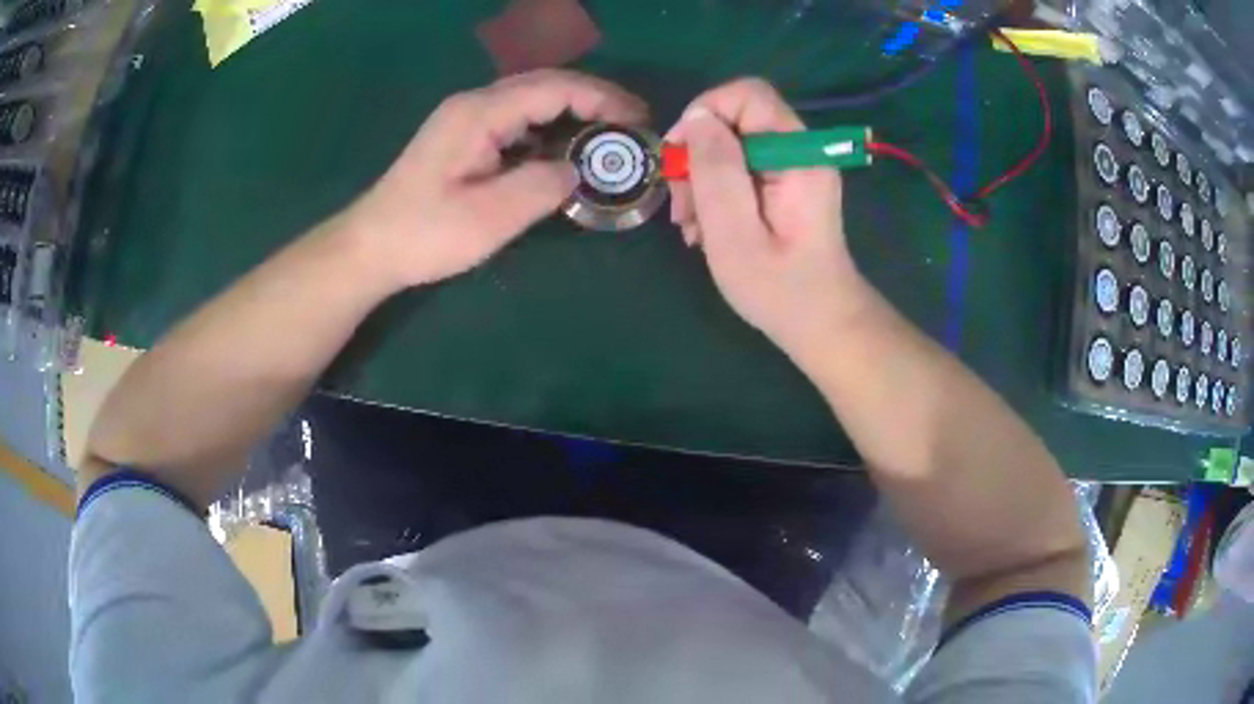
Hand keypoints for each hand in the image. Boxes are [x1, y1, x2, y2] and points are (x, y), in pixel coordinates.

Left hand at [348, 70, 647, 289]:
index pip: (555, 88)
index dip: (602, 99)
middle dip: (595, 99)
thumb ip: (542, 186)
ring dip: (574, 112)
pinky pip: (518, 120)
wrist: (370, 247)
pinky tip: (566, 151)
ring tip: (609, 137)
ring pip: (533, 100)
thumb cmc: (424, 234)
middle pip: (546, 85)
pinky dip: (551, 129)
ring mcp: (467, 119)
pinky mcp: (465, 138)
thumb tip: (577, 169)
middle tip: (633, 125)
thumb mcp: (489, 218)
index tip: (638, 122)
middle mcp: (475, 104)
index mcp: (480, 113)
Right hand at [667, 79, 870, 356]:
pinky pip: (742, 170)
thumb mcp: (734, 232)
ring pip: (733, 146)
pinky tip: (708, 230)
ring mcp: (795, 169)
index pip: (747, 95)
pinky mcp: (787, 187)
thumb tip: (697, 119)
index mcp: (797, 155)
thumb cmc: (779, 288)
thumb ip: (715, 169)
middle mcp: (800, 151)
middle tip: (683, 208)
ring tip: (692, 228)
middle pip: (736, 121)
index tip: (679, 157)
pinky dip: (717, 194)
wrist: (822, 324)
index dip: (705, 113)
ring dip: (702, 181)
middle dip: (698, 157)